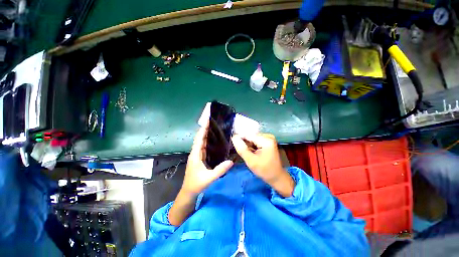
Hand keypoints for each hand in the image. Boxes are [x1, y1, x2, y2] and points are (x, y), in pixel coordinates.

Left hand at [169, 121, 233, 226]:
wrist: (189, 192)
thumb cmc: (196, 184)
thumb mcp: (209, 178)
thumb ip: (220, 170)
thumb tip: (231, 161)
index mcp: (195, 155)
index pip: (199, 139)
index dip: (203, 130)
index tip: (208, 121)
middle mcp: (195, 153)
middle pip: (200, 139)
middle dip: (205, 130)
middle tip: (214, 123)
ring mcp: (197, 156)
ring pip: (202, 143)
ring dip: (206, 135)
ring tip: (215, 129)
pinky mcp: (199, 158)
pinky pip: (204, 147)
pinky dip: (208, 142)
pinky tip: (214, 141)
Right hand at [232, 133, 293, 196]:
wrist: (276, 176)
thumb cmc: (264, 170)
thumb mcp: (251, 161)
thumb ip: (242, 149)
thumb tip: (234, 137)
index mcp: (266, 140)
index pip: (248, 135)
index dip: (240, 139)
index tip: (235, 146)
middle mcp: (268, 136)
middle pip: (250, 136)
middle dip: (245, 143)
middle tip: (245, 153)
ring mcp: (268, 138)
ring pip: (252, 138)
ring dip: (248, 145)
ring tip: (249, 154)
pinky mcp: (267, 141)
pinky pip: (255, 140)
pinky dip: (252, 145)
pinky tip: (253, 152)